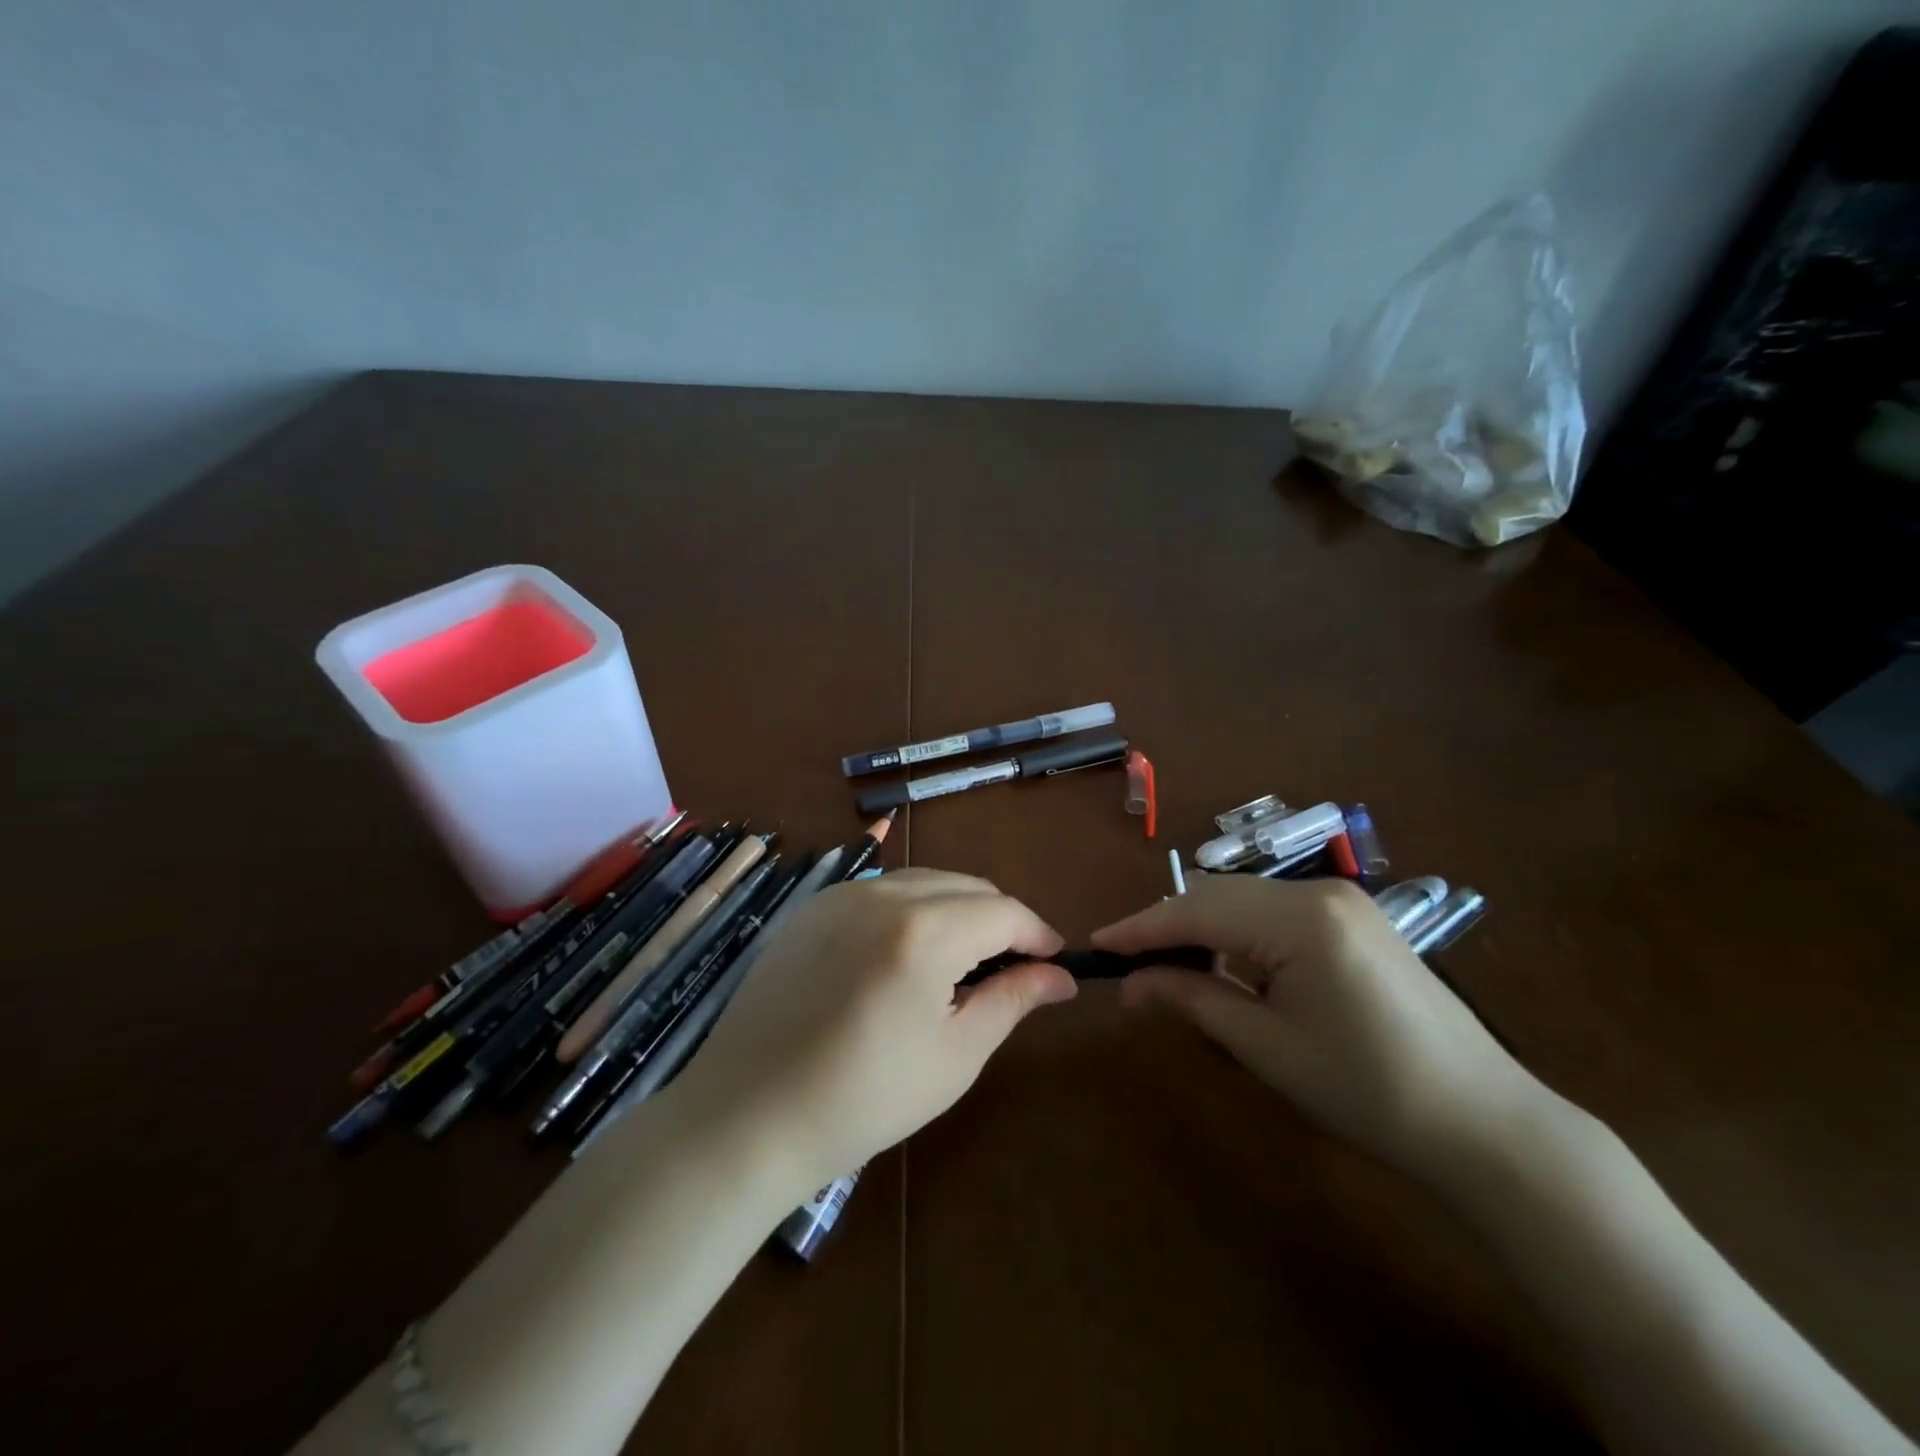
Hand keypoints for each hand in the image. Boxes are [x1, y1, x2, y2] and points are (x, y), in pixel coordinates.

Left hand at [673, 869, 1075, 1197]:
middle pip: (966, 886)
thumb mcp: (955, 1054)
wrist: (747, 1115)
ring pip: (924, 882)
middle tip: (1011, 971)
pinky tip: (905, 959)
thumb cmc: (864, 1098)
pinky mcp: (812, 908)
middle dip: (999, 920)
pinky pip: (881, 892)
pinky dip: (912, 911)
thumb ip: (1013, 999)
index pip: (1003, 911)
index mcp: (924, 929)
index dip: (1038, 934)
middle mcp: (883, 893)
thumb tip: (1060, 975)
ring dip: (956, 912)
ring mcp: (841, 895)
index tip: (1056, 964)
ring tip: (960, 966)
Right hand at [1094, 876, 1544, 1185]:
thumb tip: (1129, 984)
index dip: (1140, 928)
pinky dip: (1238, 932)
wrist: (1487, 1124)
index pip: (1196, 911)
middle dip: (1167, 926)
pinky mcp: (1355, 917)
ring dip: (1201, 927)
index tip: (1096, 945)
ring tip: (1167, 967)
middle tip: (1127, 964)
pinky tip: (1225, 964)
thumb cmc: (1370, 1092)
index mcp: (1300, 919)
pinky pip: (1275, 911)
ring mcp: (1343, 900)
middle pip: (1216, 895)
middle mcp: (1319, 891)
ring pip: (1243, 899)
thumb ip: (1192, 1000)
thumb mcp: (1268, 1048)